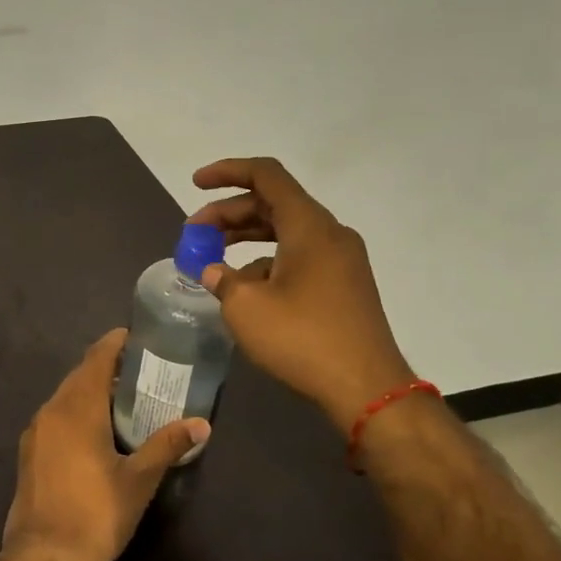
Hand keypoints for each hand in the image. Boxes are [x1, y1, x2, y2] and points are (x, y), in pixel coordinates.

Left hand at [1, 329, 208, 560]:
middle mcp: (51, 411)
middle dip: (105, 367)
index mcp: (77, 408)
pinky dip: (75, 411)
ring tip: (122, 396)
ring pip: (64, 397)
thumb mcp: (139, 480)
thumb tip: (201, 424)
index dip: (114, 344)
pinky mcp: (29, 452)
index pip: (95, 360)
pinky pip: (55, 416)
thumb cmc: (96, 514)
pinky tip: (95, 428)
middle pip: (79, 376)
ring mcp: (35, 432)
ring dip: (89, 390)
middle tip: (139, 369)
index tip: (135, 336)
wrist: (45, 557)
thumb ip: (167, 445)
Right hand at [188, 156, 413, 432]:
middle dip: (228, 212)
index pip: (266, 175)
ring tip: (212, 259)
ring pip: (285, 231)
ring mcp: (341, 260)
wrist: (367, 389)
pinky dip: (267, 260)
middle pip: (273, 203)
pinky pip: (299, 256)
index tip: (195, 184)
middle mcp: (329, 234)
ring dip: (246, 236)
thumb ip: (222, 279)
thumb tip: (214, 271)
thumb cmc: (302, 339)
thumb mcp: (246, 307)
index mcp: (309, 226)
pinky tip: (245, 289)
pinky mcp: (344, 285)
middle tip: (194, 233)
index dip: (227, 171)